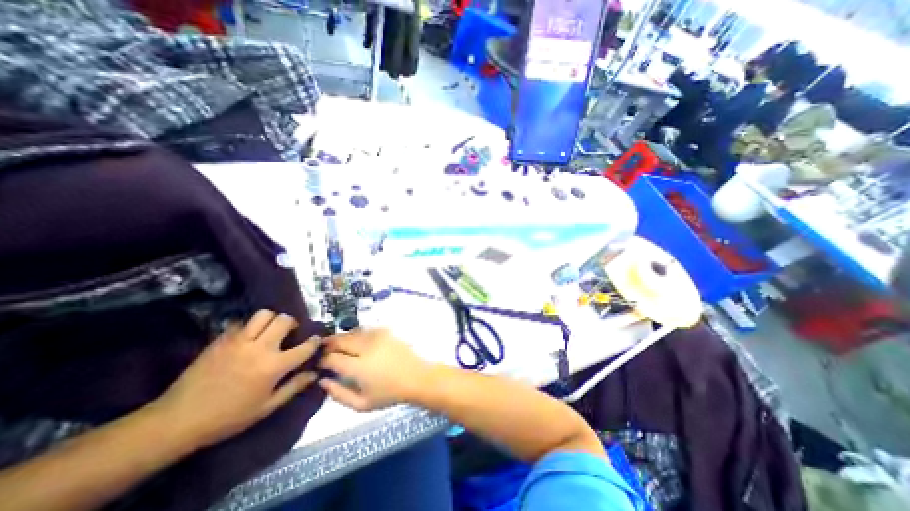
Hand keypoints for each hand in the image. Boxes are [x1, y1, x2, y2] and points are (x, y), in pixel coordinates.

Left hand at [151, 310, 318, 448]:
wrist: (177, 421)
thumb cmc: (229, 417)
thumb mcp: (267, 408)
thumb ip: (294, 387)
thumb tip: (315, 373)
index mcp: (274, 366)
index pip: (305, 347)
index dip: (315, 342)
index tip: (316, 340)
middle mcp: (260, 348)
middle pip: (285, 320)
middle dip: (292, 324)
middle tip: (289, 333)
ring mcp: (239, 342)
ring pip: (264, 315)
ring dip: (271, 320)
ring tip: (269, 330)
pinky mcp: (221, 340)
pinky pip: (241, 323)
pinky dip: (249, 326)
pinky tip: (247, 337)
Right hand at [317, 331, 427, 410]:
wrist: (416, 377)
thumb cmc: (389, 394)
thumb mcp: (362, 405)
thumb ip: (339, 394)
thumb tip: (323, 381)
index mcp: (359, 367)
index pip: (333, 358)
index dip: (322, 360)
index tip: (319, 364)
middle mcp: (367, 348)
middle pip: (341, 341)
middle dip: (329, 344)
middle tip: (323, 350)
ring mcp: (377, 337)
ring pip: (352, 333)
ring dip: (342, 338)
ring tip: (337, 345)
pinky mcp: (386, 332)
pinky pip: (365, 330)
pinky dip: (356, 334)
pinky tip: (355, 341)